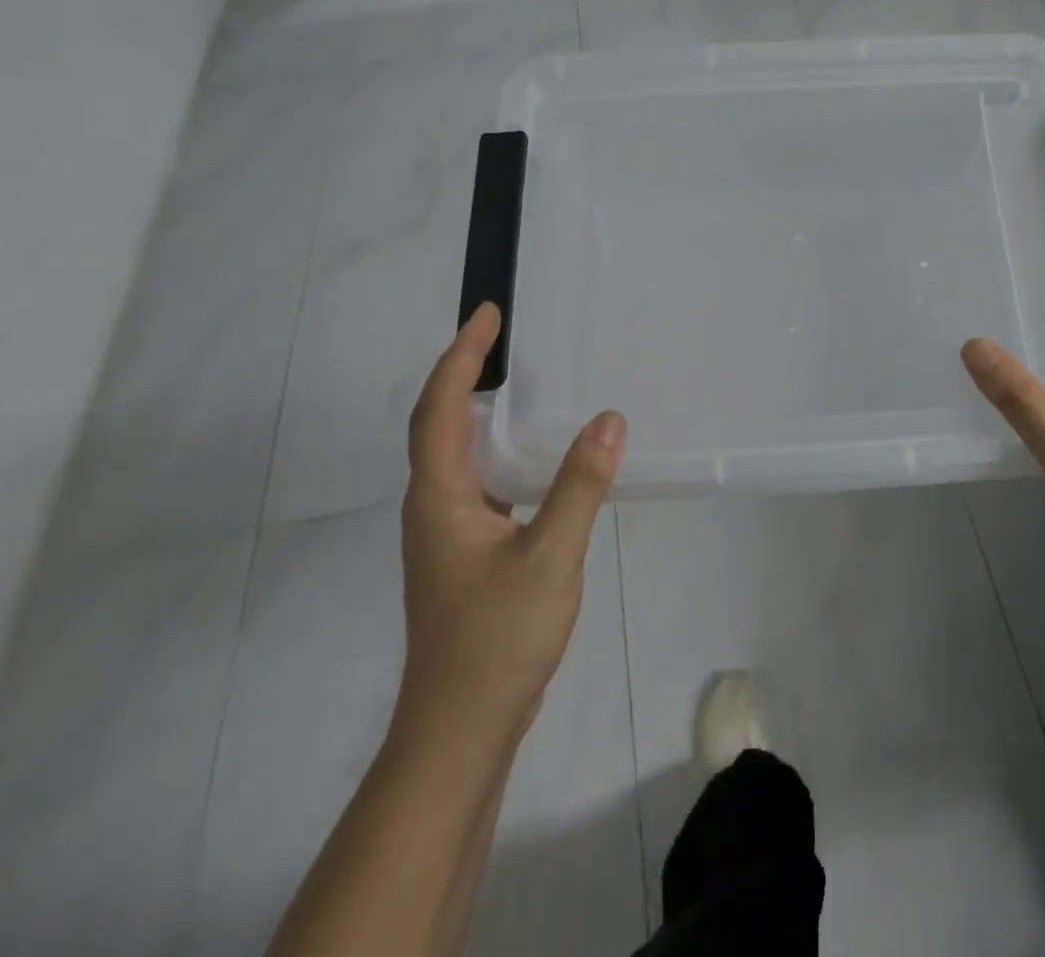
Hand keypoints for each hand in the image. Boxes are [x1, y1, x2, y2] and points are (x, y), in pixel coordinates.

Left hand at [395, 304, 625, 746]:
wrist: (461, 730)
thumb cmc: (496, 638)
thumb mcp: (550, 555)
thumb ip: (580, 484)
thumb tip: (611, 419)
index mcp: (440, 496)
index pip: (440, 406)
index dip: (461, 356)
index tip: (488, 315)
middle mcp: (433, 506)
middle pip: (439, 423)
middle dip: (466, 373)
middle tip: (507, 338)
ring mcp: (447, 533)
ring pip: (458, 455)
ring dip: (481, 412)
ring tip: (524, 385)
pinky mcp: (465, 554)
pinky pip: (479, 481)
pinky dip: (501, 451)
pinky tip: (538, 460)